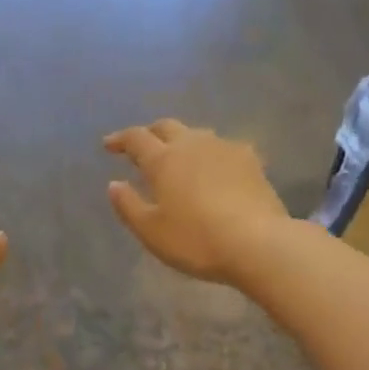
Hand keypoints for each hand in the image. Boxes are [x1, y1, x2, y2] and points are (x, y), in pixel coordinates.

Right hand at [104, 120, 287, 283]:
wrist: (259, 243)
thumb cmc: (196, 240)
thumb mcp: (151, 231)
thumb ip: (128, 205)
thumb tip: (114, 184)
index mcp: (163, 160)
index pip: (136, 138)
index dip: (120, 139)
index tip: (109, 145)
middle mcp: (192, 145)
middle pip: (167, 127)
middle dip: (150, 133)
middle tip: (142, 147)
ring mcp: (225, 149)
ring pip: (197, 134)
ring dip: (182, 141)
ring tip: (178, 157)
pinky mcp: (251, 161)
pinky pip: (223, 148)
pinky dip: (210, 154)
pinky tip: (214, 169)